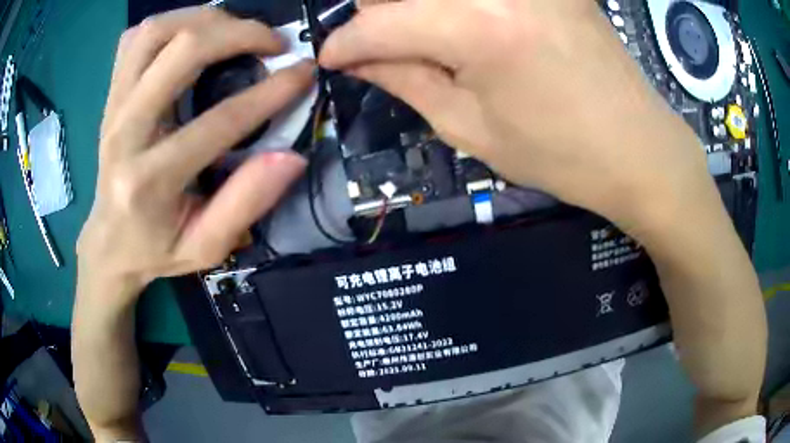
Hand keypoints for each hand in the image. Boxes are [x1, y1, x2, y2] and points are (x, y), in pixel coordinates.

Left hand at [77, 7, 313, 302]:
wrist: (109, 243)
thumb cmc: (156, 249)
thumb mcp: (206, 247)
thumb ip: (245, 204)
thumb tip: (292, 157)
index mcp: (149, 181)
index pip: (217, 121)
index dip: (270, 92)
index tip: (304, 73)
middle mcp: (123, 133)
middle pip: (181, 51)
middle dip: (239, 33)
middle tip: (273, 43)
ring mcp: (112, 108)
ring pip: (155, 32)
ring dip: (204, 19)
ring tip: (236, 31)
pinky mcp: (110, 95)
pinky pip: (134, 39)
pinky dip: (170, 24)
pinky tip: (192, 36)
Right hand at [321, 1, 766, 435]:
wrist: (640, 148)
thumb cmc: (561, 154)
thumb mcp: (470, 128)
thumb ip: (405, 79)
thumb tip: (357, 58)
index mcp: (476, 26)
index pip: (377, 22)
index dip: (344, 42)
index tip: (330, 58)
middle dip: (375, 14)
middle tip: (374, 44)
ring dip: (412, 6)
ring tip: (416, 37)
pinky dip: (454, 6)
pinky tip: (459, 26)